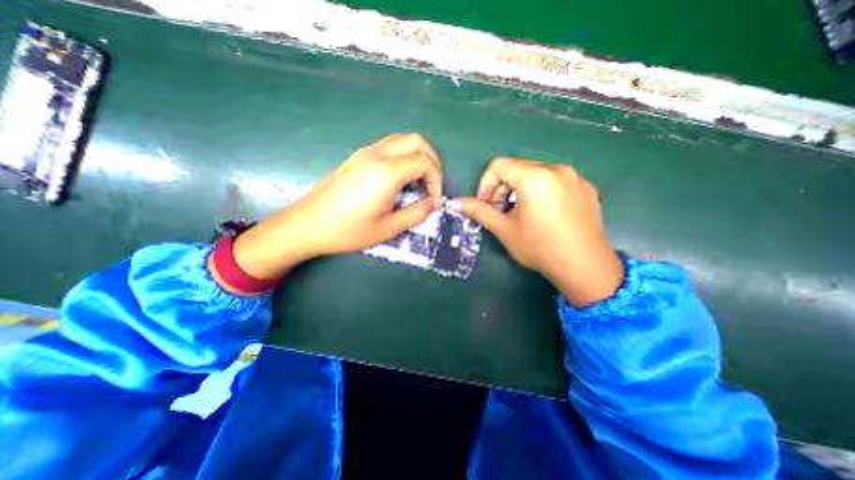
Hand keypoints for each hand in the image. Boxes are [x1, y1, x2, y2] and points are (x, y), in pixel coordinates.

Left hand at [223, 133, 444, 283]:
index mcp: (387, 172)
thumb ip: (417, 213)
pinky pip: (388, 146)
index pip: (425, 161)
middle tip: (431, 184)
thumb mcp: (389, 228)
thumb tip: (437, 202)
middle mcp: (377, 155)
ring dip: (417, 155)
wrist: (307, 225)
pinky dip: (403, 155)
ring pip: (402, 140)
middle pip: (416, 141)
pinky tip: (399, 178)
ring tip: (418, 181)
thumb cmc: (348, 231)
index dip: (436, 179)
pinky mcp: (357, 157)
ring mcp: (365, 152)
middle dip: (432, 160)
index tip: (434, 198)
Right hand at [450, 158, 626, 305]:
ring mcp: (574, 177)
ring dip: (519, 188)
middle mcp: (557, 170)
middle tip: (499, 209)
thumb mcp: (504, 229)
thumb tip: (455, 203)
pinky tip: (541, 213)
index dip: (486, 184)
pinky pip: (554, 180)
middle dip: (502, 186)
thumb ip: (479, 211)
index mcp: (535, 177)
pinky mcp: (585, 187)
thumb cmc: (539, 248)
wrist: (585, 267)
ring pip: (535, 172)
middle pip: (517, 167)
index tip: (486, 204)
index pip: (499, 166)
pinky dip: (539, 190)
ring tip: (519, 212)